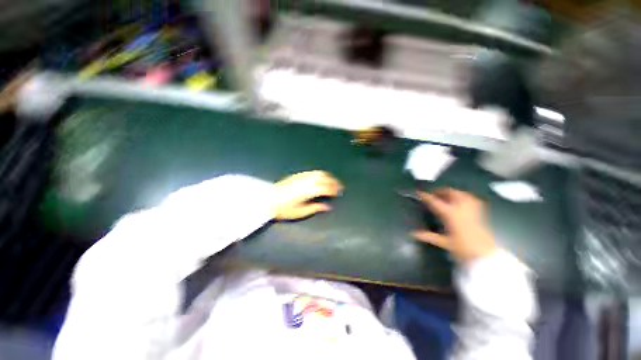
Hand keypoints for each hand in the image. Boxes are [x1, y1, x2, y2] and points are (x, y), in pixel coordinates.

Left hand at [272, 171, 342, 219]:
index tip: (339, 192)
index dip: (334, 189)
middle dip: (333, 181)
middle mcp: (306, 182)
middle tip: (339, 186)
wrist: (268, 200)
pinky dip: (319, 174)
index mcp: (308, 191)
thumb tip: (327, 207)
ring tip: (332, 181)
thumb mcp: (300, 212)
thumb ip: (315, 208)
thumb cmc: (283, 209)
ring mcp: (302, 177)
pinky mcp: (297, 175)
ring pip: (318, 173)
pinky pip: (311, 172)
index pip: (325, 188)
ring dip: (327, 176)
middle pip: (324, 178)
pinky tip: (320, 177)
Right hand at [412, 188, 497, 262]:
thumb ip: (428, 236)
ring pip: (463, 194)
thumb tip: (413, 234)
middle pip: (451, 193)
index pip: (435, 202)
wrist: (486, 256)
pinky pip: (473, 199)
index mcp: (450, 215)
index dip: (426, 196)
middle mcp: (461, 209)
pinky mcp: (481, 214)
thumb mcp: (444, 243)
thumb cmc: (463, 249)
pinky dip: (465, 197)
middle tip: (434, 194)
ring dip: (453, 192)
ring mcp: (472, 210)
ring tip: (447, 196)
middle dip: (441, 191)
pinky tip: (462, 201)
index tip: (419, 193)